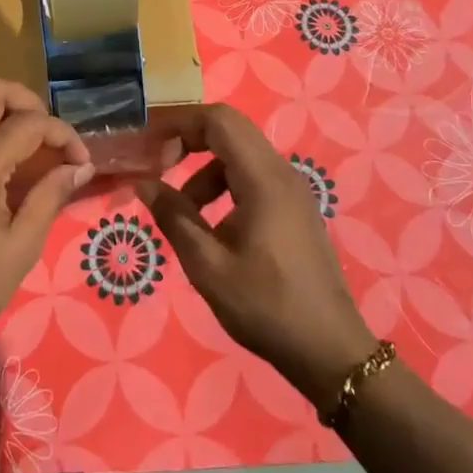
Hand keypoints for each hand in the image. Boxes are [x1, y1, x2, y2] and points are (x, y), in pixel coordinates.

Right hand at [136, 104, 374, 414]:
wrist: (329, 351)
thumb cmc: (266, 306)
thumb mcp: (208, 266)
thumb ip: (174, 217)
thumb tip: (143, 183)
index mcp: (263, 179)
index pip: (218, 121)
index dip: (179, 121)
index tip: (146, 138)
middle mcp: (282, 172)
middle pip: (230, 130)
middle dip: (188, 138)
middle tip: (156, 163)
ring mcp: (292, 190)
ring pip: (240, 154)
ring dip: (204, 168)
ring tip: (181, 208)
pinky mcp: (295, 208)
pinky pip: (253, 176)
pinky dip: (224, 185)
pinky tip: (211, 224)